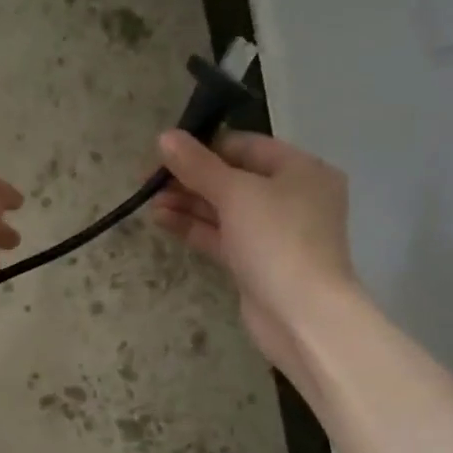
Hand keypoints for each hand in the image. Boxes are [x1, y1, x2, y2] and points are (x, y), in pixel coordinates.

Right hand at [152, 130, 357, 385]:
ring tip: (149, 200)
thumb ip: (198, 165)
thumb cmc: (277, 240)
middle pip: (235, 178)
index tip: (167, 151)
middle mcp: (293, 198)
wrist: (303, 315)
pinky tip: (162, 219)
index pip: (247, 146)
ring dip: (189, 203)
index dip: (206, 146)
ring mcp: (275, 234)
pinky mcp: (258, 264)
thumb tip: (164, 137)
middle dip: (192, 178)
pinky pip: (223, 237)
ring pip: (226, 210)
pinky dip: (195, 227)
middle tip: (150, 180)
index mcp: (302, 170)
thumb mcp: (236, 193)